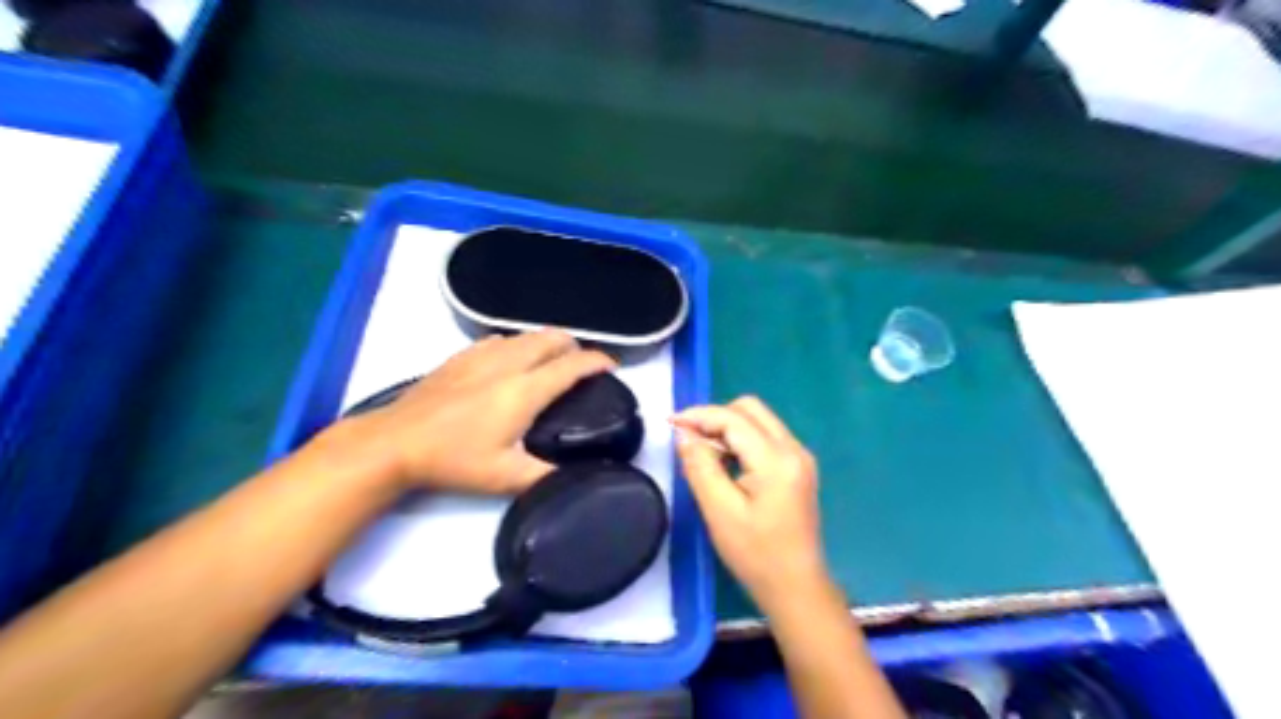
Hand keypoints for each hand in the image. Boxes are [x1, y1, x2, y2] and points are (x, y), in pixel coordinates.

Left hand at [334, 328, 613, 493]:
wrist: (395, 442)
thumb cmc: (453, 460)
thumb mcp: (504, 478)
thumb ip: (546, 476)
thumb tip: (577, 476)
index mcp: (525, 390)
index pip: (572, 364)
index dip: (598, 361)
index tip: (611, 367)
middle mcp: (508, 363)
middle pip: (553, 338)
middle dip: (575, 346)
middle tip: (581, 366)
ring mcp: (482, 355)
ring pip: (527, 335)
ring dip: (547, 343)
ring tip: (552, 363)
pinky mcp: (461, 356)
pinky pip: (501, 340)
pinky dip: (518, 345)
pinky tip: (511, 362)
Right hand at [670, 398, 830, 613]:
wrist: (796, 586)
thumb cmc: (756, 554)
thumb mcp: (719, 511)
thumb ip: (700, 466)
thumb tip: (684, 435)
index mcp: (777, 459)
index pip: (734, 419)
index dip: (699, 416)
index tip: (670, 424)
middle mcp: (794, 449)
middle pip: (750, 409)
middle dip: (715, 416)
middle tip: (688, 438)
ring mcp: (800, 457)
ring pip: (758, 420)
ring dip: (728, 427)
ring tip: (701, 451)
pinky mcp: (798, 467)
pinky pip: (765, 436)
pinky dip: (741, 439)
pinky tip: (724, 461)